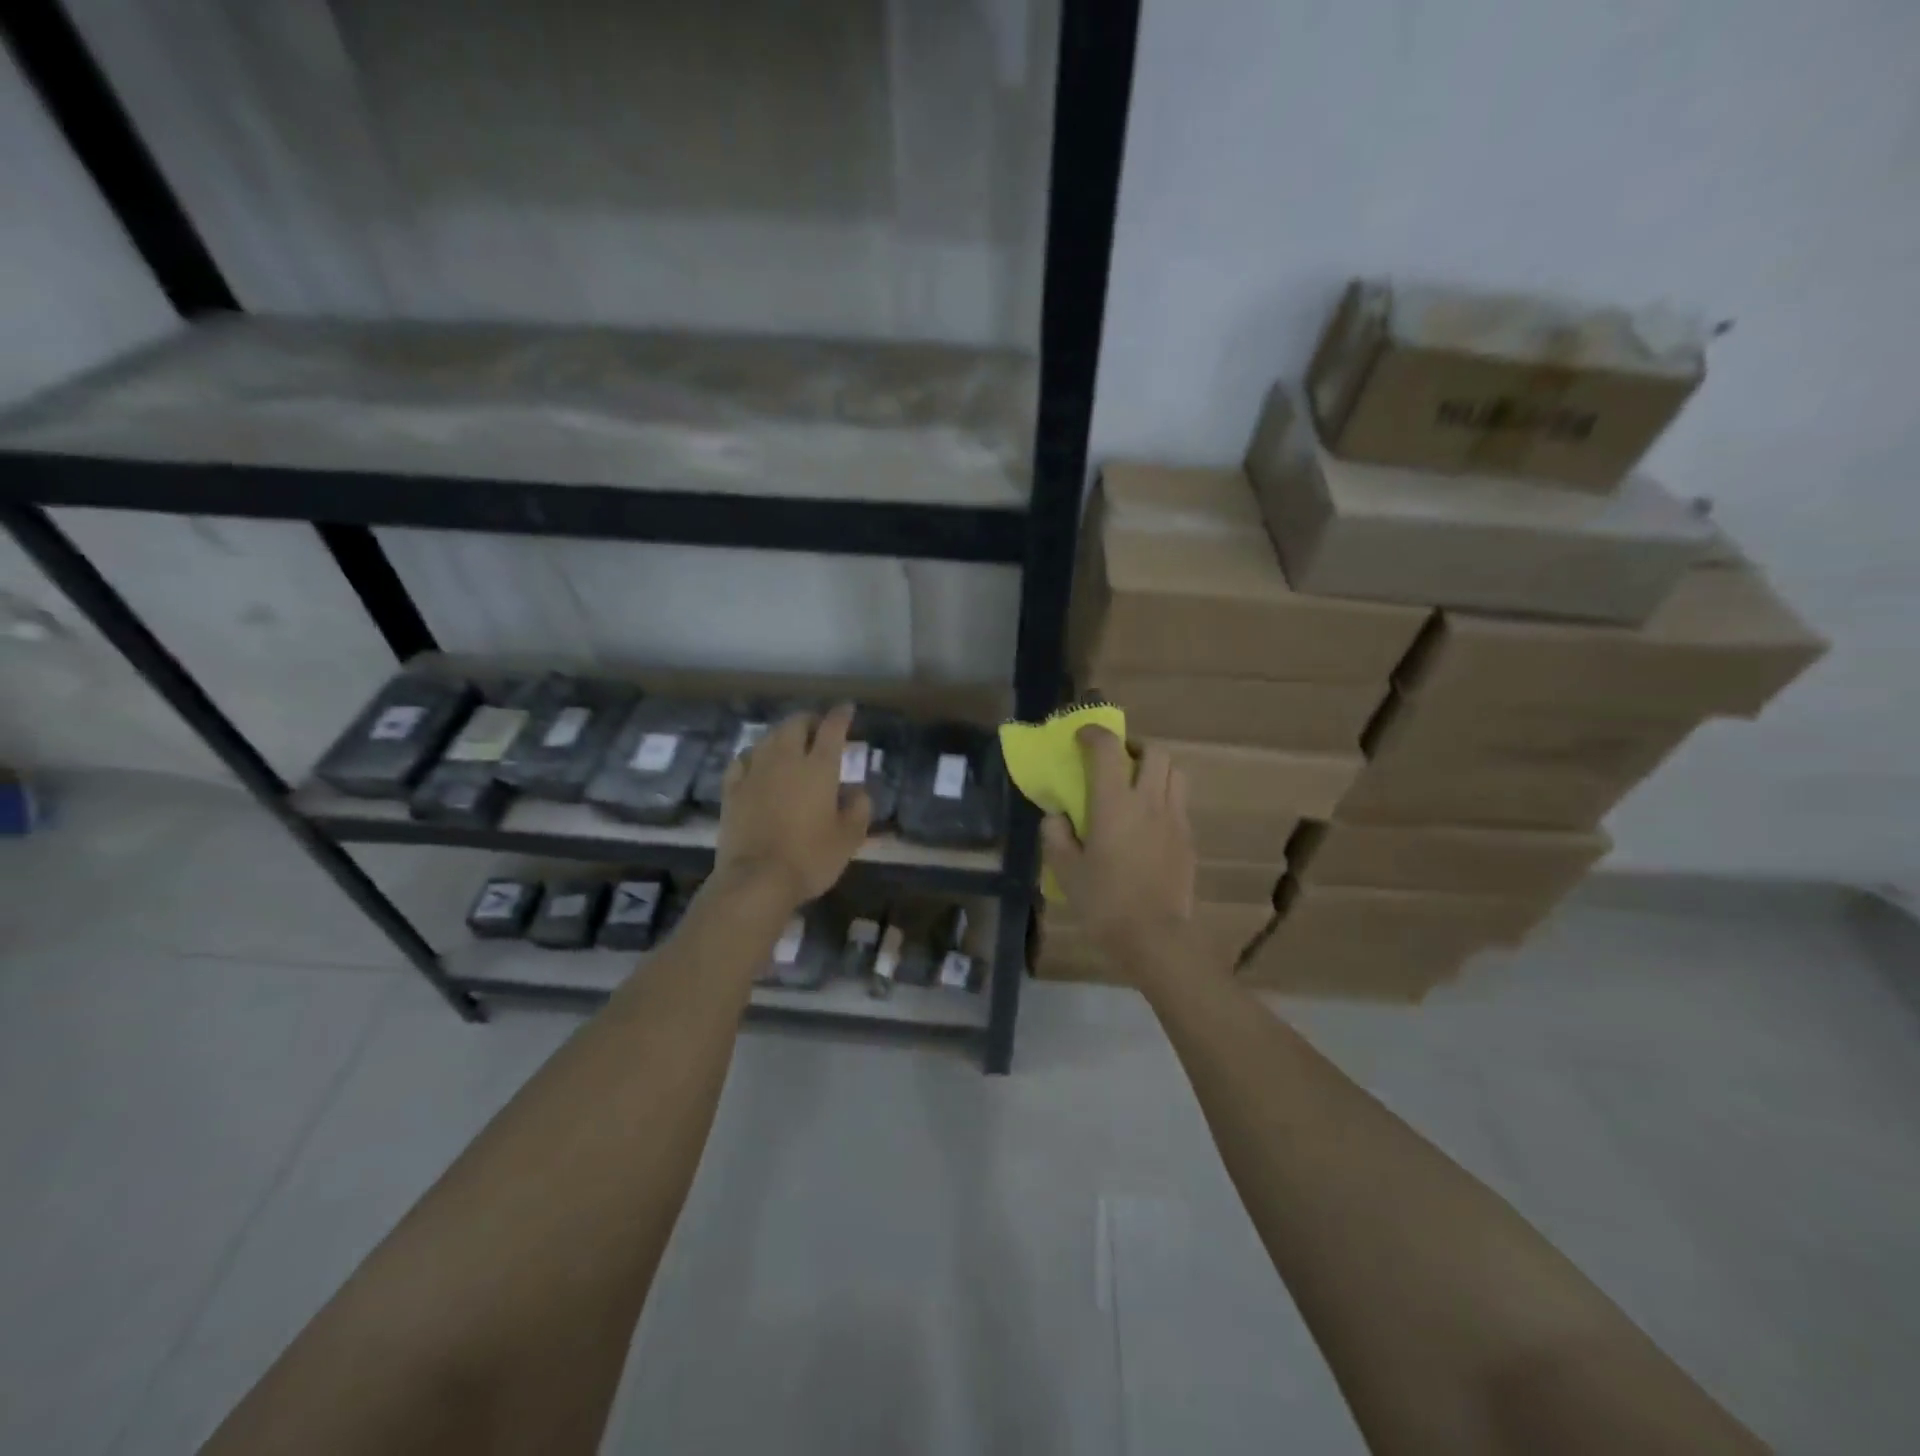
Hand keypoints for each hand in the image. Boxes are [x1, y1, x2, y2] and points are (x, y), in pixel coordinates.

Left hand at [714, 702, 870, 909]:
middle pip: (795, 725)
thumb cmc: (810, 858)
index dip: (841, 715)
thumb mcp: (849, 838)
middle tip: (817, 728)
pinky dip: (753, 754)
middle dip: (809, 720)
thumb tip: (858, 792)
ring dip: (781, 734)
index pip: (832, 729)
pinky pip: (741, 759)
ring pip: (767, 738)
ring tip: (789, 742)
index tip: (847, 708)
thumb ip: (859, 809)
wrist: (756, 879)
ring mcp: (754, 772)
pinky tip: (755, 761)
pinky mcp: (732, 789)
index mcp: (819, 768)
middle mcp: (786, 760)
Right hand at [1042, 728, 1196, 979]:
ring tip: (1138, 786)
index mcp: (1114, 804)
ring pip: (1175, 772)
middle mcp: (1149, 801)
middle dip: (1133, 747)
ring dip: (1156, 768)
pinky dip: (1165, 797)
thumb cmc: (1104, 903)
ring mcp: (1174, 818)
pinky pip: (1180, 802)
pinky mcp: (1188, 839)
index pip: (1108, 748)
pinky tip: (1149, 821)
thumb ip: (1056, 836)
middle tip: (1116, 762)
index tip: (1081, 738)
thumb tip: (1057, 818)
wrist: (1155, 938)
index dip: (1094, 734)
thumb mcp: (1066, 871)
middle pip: (1154, 751)